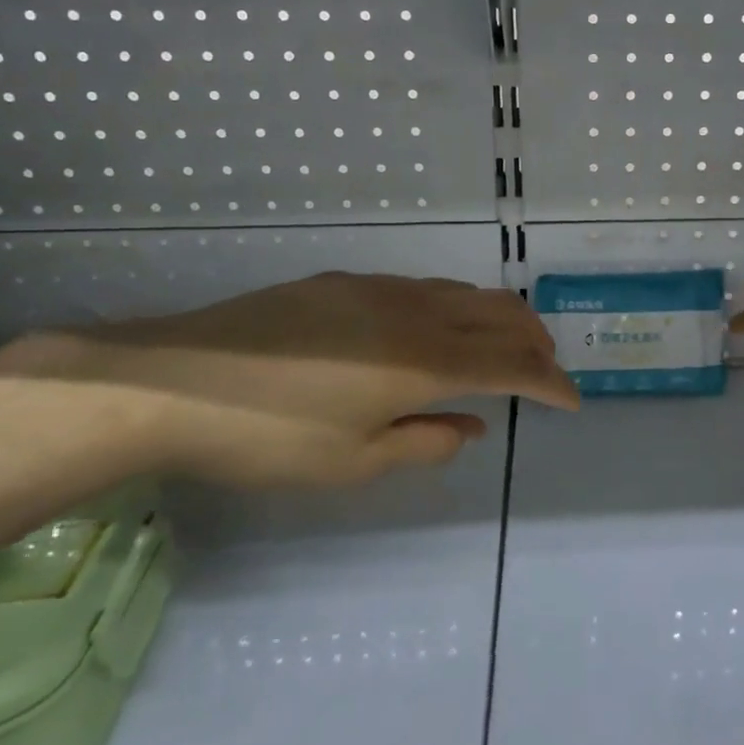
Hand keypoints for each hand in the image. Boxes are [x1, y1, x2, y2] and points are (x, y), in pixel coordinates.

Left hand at [0, 272, 578, 488]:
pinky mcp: (345, 282)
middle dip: (535, 341)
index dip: (549, 384)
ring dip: (498, 319)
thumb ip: (424, 442)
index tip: (571, 401)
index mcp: (424, 363)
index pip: (511, 366)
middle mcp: (414, 313)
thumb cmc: (268, 437)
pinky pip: (424, 288)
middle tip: (548, 368)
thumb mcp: (352, 462)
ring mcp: (379, 289)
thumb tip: (469, 425)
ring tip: (504, 345)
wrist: (172, 381)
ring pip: (464, 294)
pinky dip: (456, 308)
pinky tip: (437, 329)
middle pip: (499, 315)